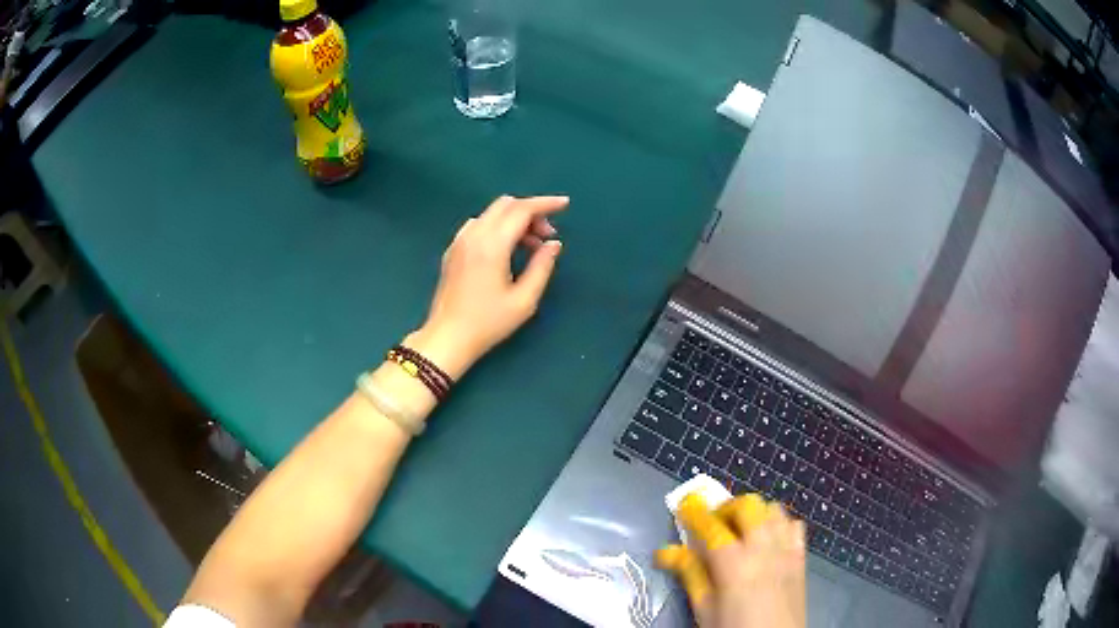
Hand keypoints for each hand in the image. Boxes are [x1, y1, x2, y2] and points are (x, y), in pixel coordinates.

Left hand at [405, 195, 568, 379]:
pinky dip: (498, 226)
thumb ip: (542, 267)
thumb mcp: (524, 300)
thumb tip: (554, 244)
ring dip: (514, 219)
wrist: (448, 338)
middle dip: (531, 211)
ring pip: (492, 213)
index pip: (521, 210)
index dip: (545, 204)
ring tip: (530, 247)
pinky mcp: (453, 250)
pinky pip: (479, 225)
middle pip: (505, 205)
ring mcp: (460, 241)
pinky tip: (506, 250)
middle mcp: (473, 235)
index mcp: (492, 245)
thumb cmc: (488, 323)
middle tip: (547, 235)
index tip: (565, 205)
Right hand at [656, 493, 806, 627]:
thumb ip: (690, 575)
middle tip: (712, 524)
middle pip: (748, 506)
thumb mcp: (704, 609)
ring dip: (754, 514)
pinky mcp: (801, 558)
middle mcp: (764, 549)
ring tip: (739, 531)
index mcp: (734, 564)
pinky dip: (778, 524)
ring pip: (773, 510)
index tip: (684, 503)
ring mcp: (787, 551)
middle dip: (727, 508)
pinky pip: (793, 525)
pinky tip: (767, 542)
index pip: (711, 527)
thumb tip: (666, 551)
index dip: (695, 512)